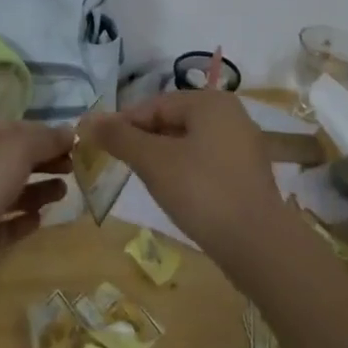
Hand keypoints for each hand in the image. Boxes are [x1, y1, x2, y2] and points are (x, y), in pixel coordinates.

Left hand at [0, 119, 72, 289]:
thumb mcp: (19, 146)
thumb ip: (47, 139)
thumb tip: (71, 132)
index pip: (17, 129)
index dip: (46, 134)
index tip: (74, 145)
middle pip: (15, 160)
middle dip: (45, 162)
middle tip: (75, 169)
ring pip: (11, 192)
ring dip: (39, 191)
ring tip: (63, 193)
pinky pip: (4, 225)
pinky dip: (22, 220)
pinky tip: (40, 219)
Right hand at [81, 91, 287, 262]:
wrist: (260, 245)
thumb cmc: (202, 192)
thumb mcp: (154, 162)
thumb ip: (121, 138)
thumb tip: (88, 120)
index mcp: (210, 102)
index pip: (155, 104)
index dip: (124, 122)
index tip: (99, 145)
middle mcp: (230, 113)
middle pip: (173, 119)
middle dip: (144, 139)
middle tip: (119, 164)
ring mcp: (243, 143)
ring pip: (190, 141)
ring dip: (163, 156)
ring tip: (144, 180)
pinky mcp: (248, 172)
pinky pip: (207, 160)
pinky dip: (186, 170)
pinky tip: (175, 193)